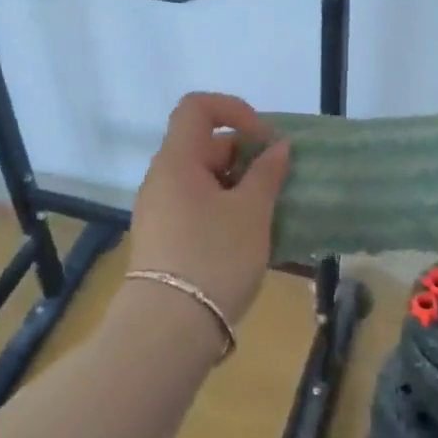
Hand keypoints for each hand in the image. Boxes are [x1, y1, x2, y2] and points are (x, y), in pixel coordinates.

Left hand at [125, 92, 291, 327]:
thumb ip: (267, 173)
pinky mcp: (163, 239)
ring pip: (202, 179)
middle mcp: (161, 179)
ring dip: (237, 185)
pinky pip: (196, 206)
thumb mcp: (251, 212)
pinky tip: (247, 236)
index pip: (197, 108)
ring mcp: (159, 210)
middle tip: (276, 182)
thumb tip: (278, 147)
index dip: (234, 110)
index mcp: (176, 161)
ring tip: (267, 212)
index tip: (264, 139)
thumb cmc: (214, 257)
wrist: (169, 329)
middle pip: (203, 145)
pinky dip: (224, 208)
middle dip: (244, 155)